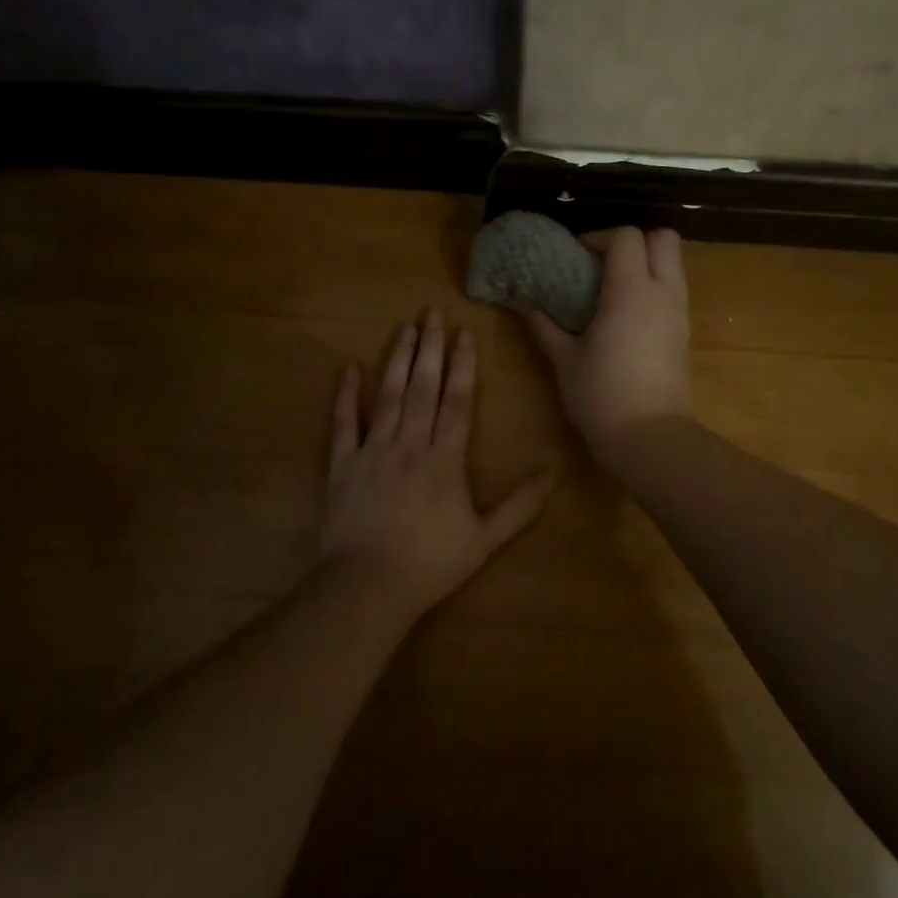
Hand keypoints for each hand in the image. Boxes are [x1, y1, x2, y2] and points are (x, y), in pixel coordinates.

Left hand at [320, 308, 557, 615]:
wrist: (368, 585)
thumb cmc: (431, 563)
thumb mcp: (486, 538)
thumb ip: (521, 504)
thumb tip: (555, 471)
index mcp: (444, 459)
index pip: (457, 401)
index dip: (462, 365)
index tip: (464, 333)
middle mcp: (409, 444)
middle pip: (423, 387)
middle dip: (429, 348)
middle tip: (431, 312)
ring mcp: (372, 451)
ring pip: (387, 396)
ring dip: (397, 360)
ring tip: (404, 327)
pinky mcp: (342, 464)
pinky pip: (344, 423)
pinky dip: (346, 395)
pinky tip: (351, 368)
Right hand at [517, 227, 692, 464]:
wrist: (649, 437)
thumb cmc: (601, 394)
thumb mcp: (564, 358)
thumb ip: (543, 324)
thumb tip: (519, 301)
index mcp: (631, 290)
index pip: (626, 236)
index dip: (599, 237)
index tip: (575, 255)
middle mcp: (663, 293)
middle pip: (663, 239)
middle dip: (634, 241)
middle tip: (602, 263)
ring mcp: (679, 314)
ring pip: (673, 265)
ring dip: (645, 265)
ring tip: (610, 289)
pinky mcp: (684, 335)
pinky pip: (673, 293)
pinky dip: (653, 289)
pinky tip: (625, 317)